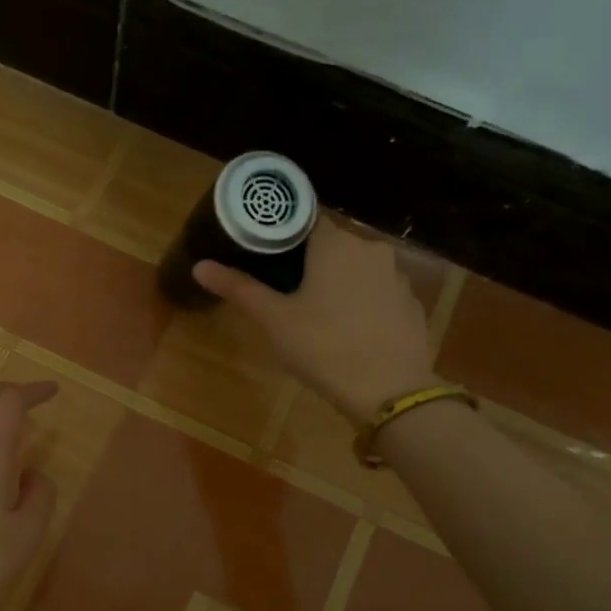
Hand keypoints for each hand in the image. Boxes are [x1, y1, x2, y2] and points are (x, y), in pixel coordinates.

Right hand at [193, 216, 438, 425]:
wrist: (389, 390)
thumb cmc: (323, 347)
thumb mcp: (274, 319)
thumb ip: (239, 288)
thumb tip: (199, 266)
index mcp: (335, 243)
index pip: (306, 220)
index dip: (284, 236)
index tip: (268, 256)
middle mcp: (370, 249)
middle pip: (333, 245)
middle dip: (311, 262)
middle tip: (286, 291)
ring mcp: (397, 276)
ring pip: (358, 269)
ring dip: (340, 282)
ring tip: (319, 314)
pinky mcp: (412, 303)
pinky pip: (379, 292)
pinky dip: (364, 303)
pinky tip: (351, 330)